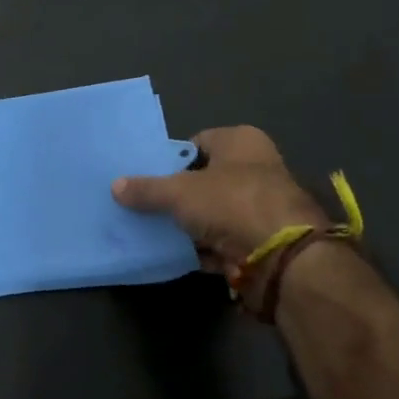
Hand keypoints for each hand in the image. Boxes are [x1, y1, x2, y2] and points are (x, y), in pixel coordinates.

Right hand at [112, 125, 328, 279]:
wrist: (283, 257)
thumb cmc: (232, 203)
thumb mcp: (178, 192)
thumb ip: (146, 189)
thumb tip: (115, 186)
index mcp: (241, 141)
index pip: (196, 143)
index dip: (171, 159)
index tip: (146, 176)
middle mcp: (255, 168)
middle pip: (203, 180)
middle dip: (176, 195)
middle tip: (144, 204)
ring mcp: (260, 206)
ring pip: (212, 212)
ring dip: (188, 224)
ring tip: (152, 230)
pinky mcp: (261, 240)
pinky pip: (222, 240)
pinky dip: (202, 248)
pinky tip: (174, 253)